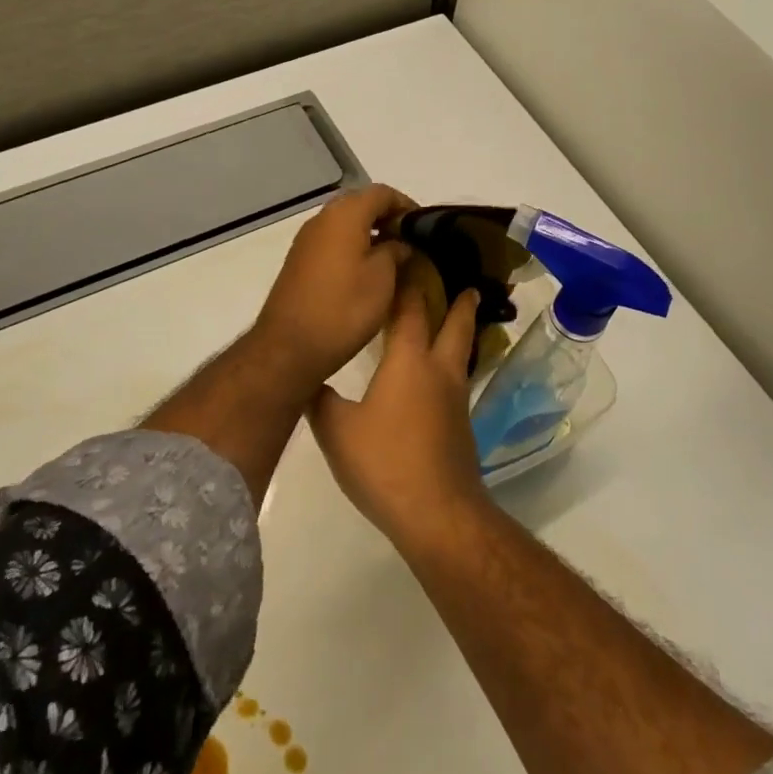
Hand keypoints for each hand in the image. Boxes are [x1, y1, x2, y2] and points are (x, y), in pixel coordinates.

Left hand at [253, 183, 414, 389]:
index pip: (382, 193)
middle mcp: (322, 219)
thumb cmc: (344, 308)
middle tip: (411, 242)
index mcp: (345, 215)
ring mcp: (306, 240)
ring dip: (370, 233)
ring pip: (345, 224)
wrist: (290, 346)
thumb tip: (400, 243)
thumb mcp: (383, 278)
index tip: (425, 228)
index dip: (407, 205)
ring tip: (394, 259)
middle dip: (388, 218)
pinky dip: (352, 247)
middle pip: (361, 204)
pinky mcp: (299, 261)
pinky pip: (332, 242)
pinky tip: (367, 272)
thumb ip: (396, 250)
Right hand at [309, 273, 488, 550]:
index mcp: (408, 361)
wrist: (438, 514)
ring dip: (462, 330)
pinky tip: (438, 377)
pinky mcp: (461, 426)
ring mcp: (455, 399)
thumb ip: (321, 400)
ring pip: (462, 352)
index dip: (409, 282)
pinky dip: (453, 363)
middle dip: (458, 301)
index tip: (409, 259)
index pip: (410, 308)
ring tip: (460, 317)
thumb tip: (309, 379)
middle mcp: (438, 371)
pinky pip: (458, 380)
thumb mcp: (336, 431)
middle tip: (463, 282)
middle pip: (455, 324)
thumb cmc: (385, 463)